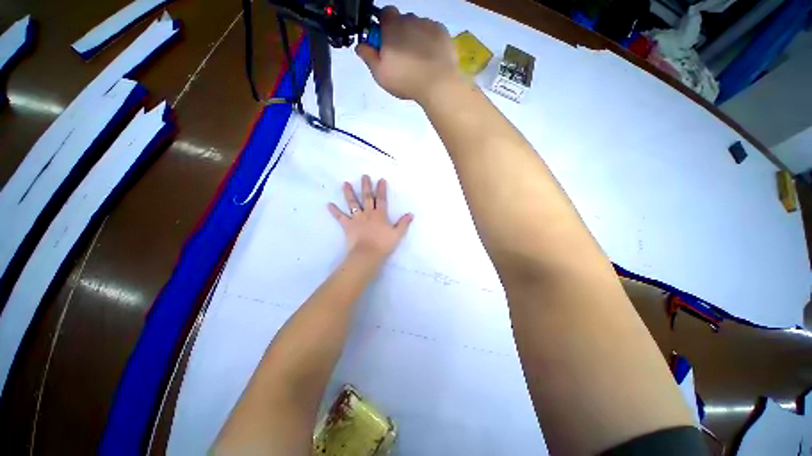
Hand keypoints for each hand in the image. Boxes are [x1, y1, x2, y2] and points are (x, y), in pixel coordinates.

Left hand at [328, 175, 412, 261]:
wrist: (367, 254)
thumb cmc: (383, 244)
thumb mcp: (397, 234)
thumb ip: (403, 223)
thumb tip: (411, 214)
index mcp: (380, 215)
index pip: (381, 199)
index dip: (381, 189)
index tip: (380, 179)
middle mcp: (368, 213)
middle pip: (367, 198)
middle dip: (366, 186)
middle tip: (364, 176)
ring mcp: (357, 218)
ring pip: (353, 203)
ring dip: (349, 193)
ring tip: (345, 183)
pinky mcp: (347, 225)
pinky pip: (340, 217)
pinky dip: (334, 211)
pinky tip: (329, 204)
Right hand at [355, 6, 463, 104]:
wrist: (438, 83)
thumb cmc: (406, 80)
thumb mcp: (380, 74)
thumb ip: (368, 57)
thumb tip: (360, 46)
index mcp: (391, 27)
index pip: (383, 14)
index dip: (382, 28)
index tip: (383, 45)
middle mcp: (409, 19)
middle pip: (401, 21)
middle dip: (399, 34)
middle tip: (401, 57)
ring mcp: (428, 24)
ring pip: (417, 27)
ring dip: (415, 38)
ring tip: (418, 61)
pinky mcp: (443, 32)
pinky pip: (432, 33)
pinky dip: (429, 42)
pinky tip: (430, 58)